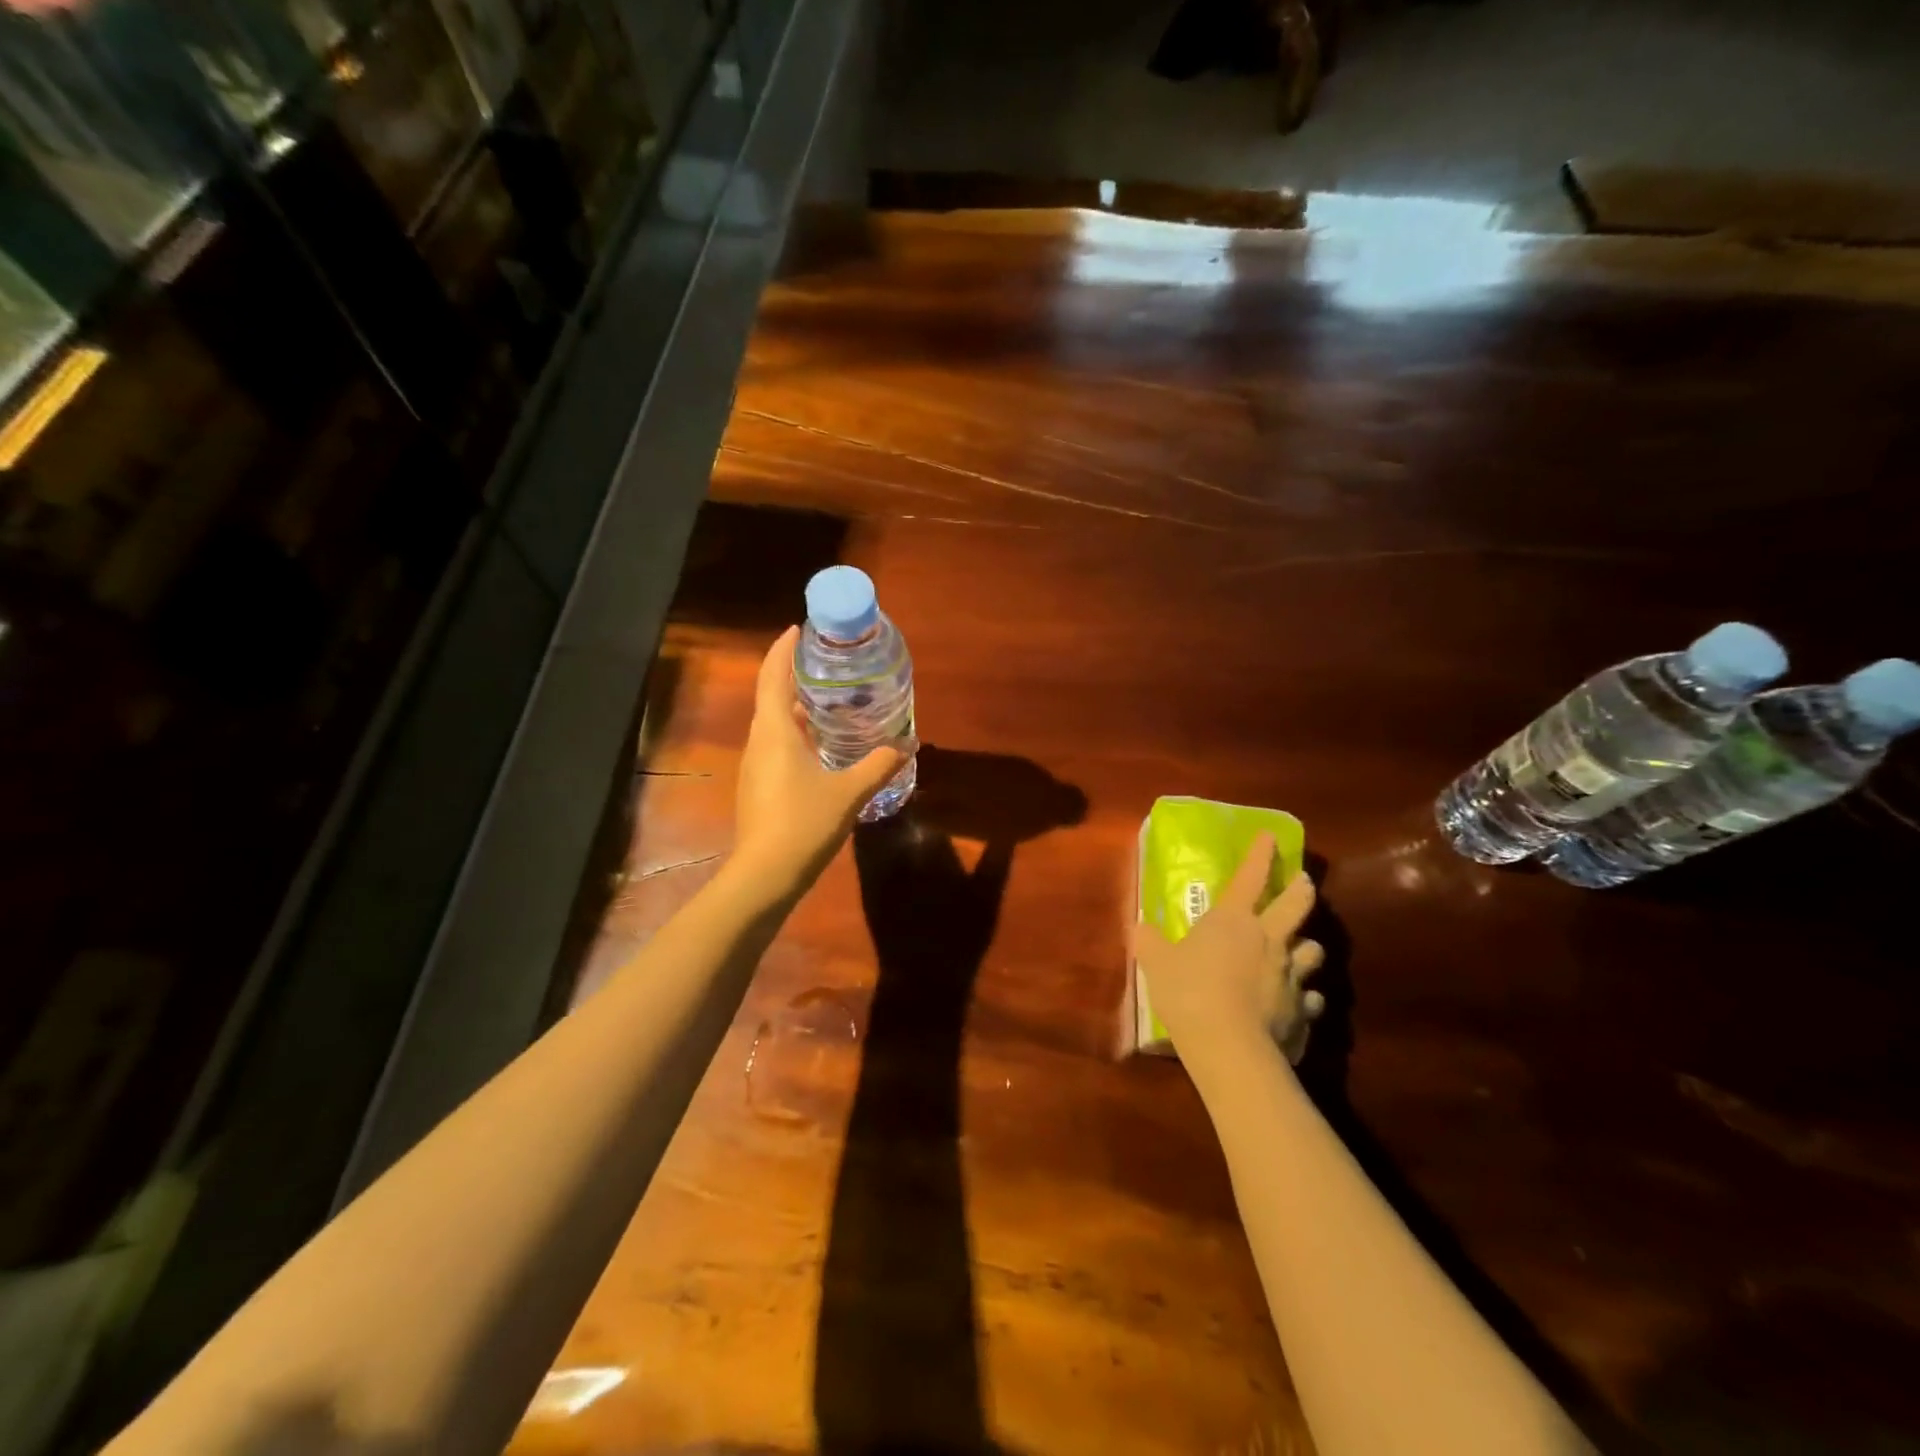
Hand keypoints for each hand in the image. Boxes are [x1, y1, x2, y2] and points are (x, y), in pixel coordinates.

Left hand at [733, 627, 907, 889]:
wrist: (765, 875)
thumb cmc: (804, 823)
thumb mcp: (850, 791)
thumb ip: (879, 765)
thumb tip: (908, 744)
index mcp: (775, 731)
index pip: (773, 675)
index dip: (783, 648)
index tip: (800, 628)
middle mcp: (759, 741)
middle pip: (772, 695)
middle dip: (795, 674)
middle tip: (828, 664)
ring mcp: (755, 765)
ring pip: (774, 723)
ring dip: (797, 706)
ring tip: (831, 700)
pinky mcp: (758, 786)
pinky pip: (777, 745)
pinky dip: (797, 733)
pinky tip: (822, 745)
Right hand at [1133, 833, 1324, 1065]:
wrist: (1230, 1046)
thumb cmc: (1189, 992)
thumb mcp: (1157, 963)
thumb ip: (1150, 942)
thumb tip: (1140, 928)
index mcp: (1234, 919)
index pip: (1251, 876)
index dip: (1261, 854)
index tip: (1271, 836)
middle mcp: (1270, 939)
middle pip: (1298, 903)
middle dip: (1302, 888)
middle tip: (1303, 882)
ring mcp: (1291, 975)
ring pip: (1313, 949)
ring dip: (1307, 945)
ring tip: (1301, 949)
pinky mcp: (1303, 1010)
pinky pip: (1311, 997)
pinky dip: (1306, 996)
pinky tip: (1299, 1001)